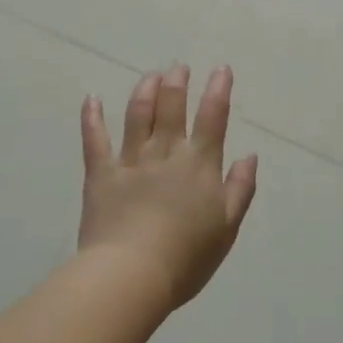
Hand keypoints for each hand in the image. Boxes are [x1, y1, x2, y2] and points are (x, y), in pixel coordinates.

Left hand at [79, 65, 258, 310]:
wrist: (132, 275)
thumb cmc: (187, 257)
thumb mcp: (227, 227)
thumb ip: (240, 188)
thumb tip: (250, 155)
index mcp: (199, 164)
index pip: (212, 118)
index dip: (218, 90)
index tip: (220, 69)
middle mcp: (166, 153)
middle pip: (172, 107)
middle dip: (177, 82)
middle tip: (178, 67)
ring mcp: (131, 160)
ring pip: (138, 115)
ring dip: (145, 90)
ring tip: (150, 75)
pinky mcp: (101, 174)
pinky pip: (95, 139)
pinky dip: (92, 117)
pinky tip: (92, 98)